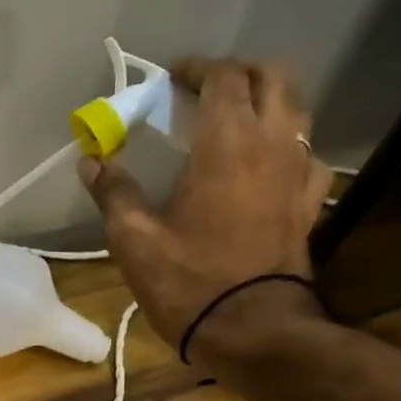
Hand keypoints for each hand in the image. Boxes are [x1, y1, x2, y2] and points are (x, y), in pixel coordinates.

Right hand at [78, 58, 332, 357]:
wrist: (254, 331)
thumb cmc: (189, 281)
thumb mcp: (134, 239)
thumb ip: (113, 192)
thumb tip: (90, 161)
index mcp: (228, 143)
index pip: (224, 78)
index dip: (197, 69)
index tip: (172, 79)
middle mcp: (273, 144)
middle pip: (273, 77)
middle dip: (239, 73)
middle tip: (204, 91)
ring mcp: (299, 172)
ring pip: (297, 110)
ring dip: (267, 102)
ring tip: (234, 121)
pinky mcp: (310, 203)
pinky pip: (307, 154)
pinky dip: (286, 144)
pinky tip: (265, 165)